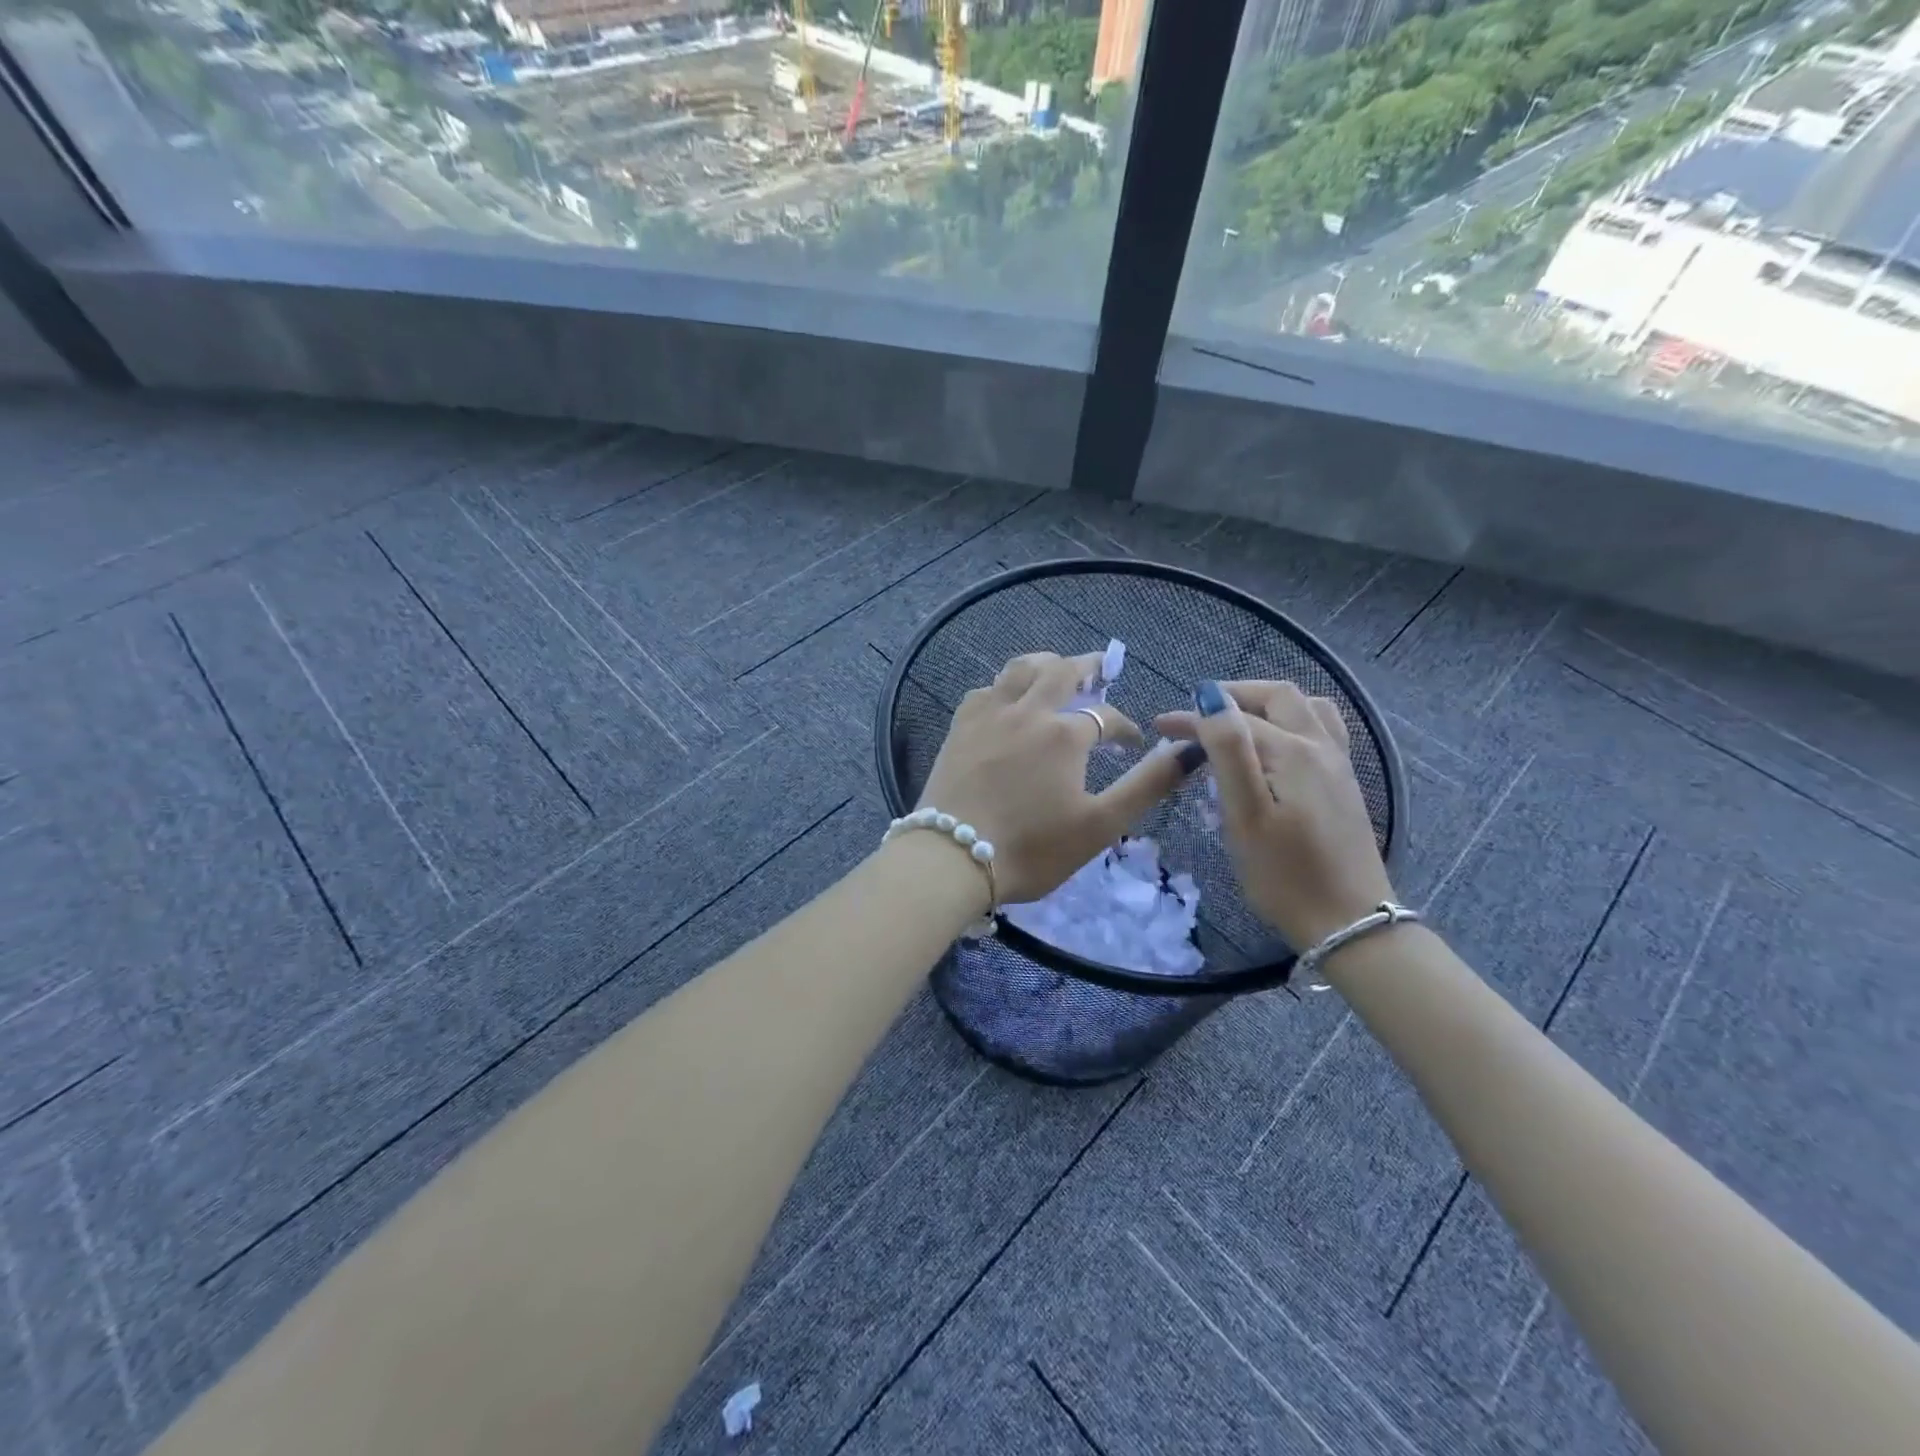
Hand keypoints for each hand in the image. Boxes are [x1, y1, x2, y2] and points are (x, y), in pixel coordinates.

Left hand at [917, 652, 1191, 904]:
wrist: (952, 859)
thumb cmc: (1032, 848)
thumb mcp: (1101, 824)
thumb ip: (1146, 785)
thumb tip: (1188, 752)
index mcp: (1065, 734)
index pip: (1106, 716)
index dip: (1124, 727)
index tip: (1132, 743)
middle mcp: (1027, 711)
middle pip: (1061, 671)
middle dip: (1088, 666)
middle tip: (1102, 666)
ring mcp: (988, 716)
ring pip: (1018, 669)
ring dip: (1044, 664)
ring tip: (1055, 670)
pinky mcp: (958, 728)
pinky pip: (984, 690)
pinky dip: (1003, 686)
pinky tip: (1005, 699)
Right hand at [1156, 680, 1393, 949]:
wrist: (1349, 924)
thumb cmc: (1285, 875)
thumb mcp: (1245, 815)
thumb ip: (1228, 751)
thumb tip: (1211, 698)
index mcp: (1292, 751)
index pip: (1235, 716)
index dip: (1194, 717)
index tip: (1160, 726)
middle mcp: (1321, 748)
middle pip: (1279, 697)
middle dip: (1234, 695)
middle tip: (1198, 712)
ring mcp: (1339, 766)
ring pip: (1307, 710)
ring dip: (1268, 705)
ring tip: (1238, 722)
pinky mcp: (1344, 787)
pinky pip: (1320, 732)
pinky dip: (1291, 722)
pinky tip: (1276, 748)